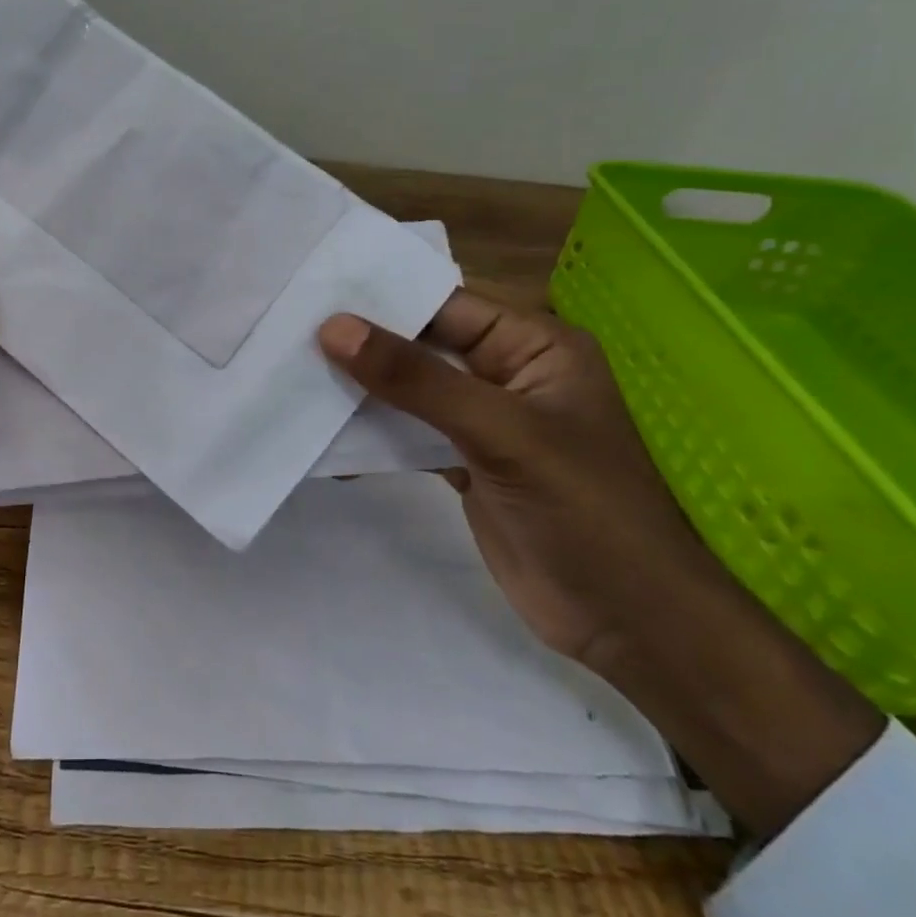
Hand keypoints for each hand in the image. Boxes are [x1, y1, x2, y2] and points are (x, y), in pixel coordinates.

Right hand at [320, 294, 882, 836]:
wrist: (629, 624)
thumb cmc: (585, 510)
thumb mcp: (501, 433)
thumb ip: (416, 380)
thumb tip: (334, 327)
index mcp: (533, 347)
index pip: (445, 305)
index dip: (381, 297)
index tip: (311, 292)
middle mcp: (506, 374)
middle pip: (422, 346)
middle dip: (362, 342)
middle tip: (286, 328)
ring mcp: (482, 423)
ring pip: (409, 390)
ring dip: (359, 386)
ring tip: (288, 369)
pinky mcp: (462, 463)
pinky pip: (406, 432)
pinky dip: (369, 430)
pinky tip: (320, 426)